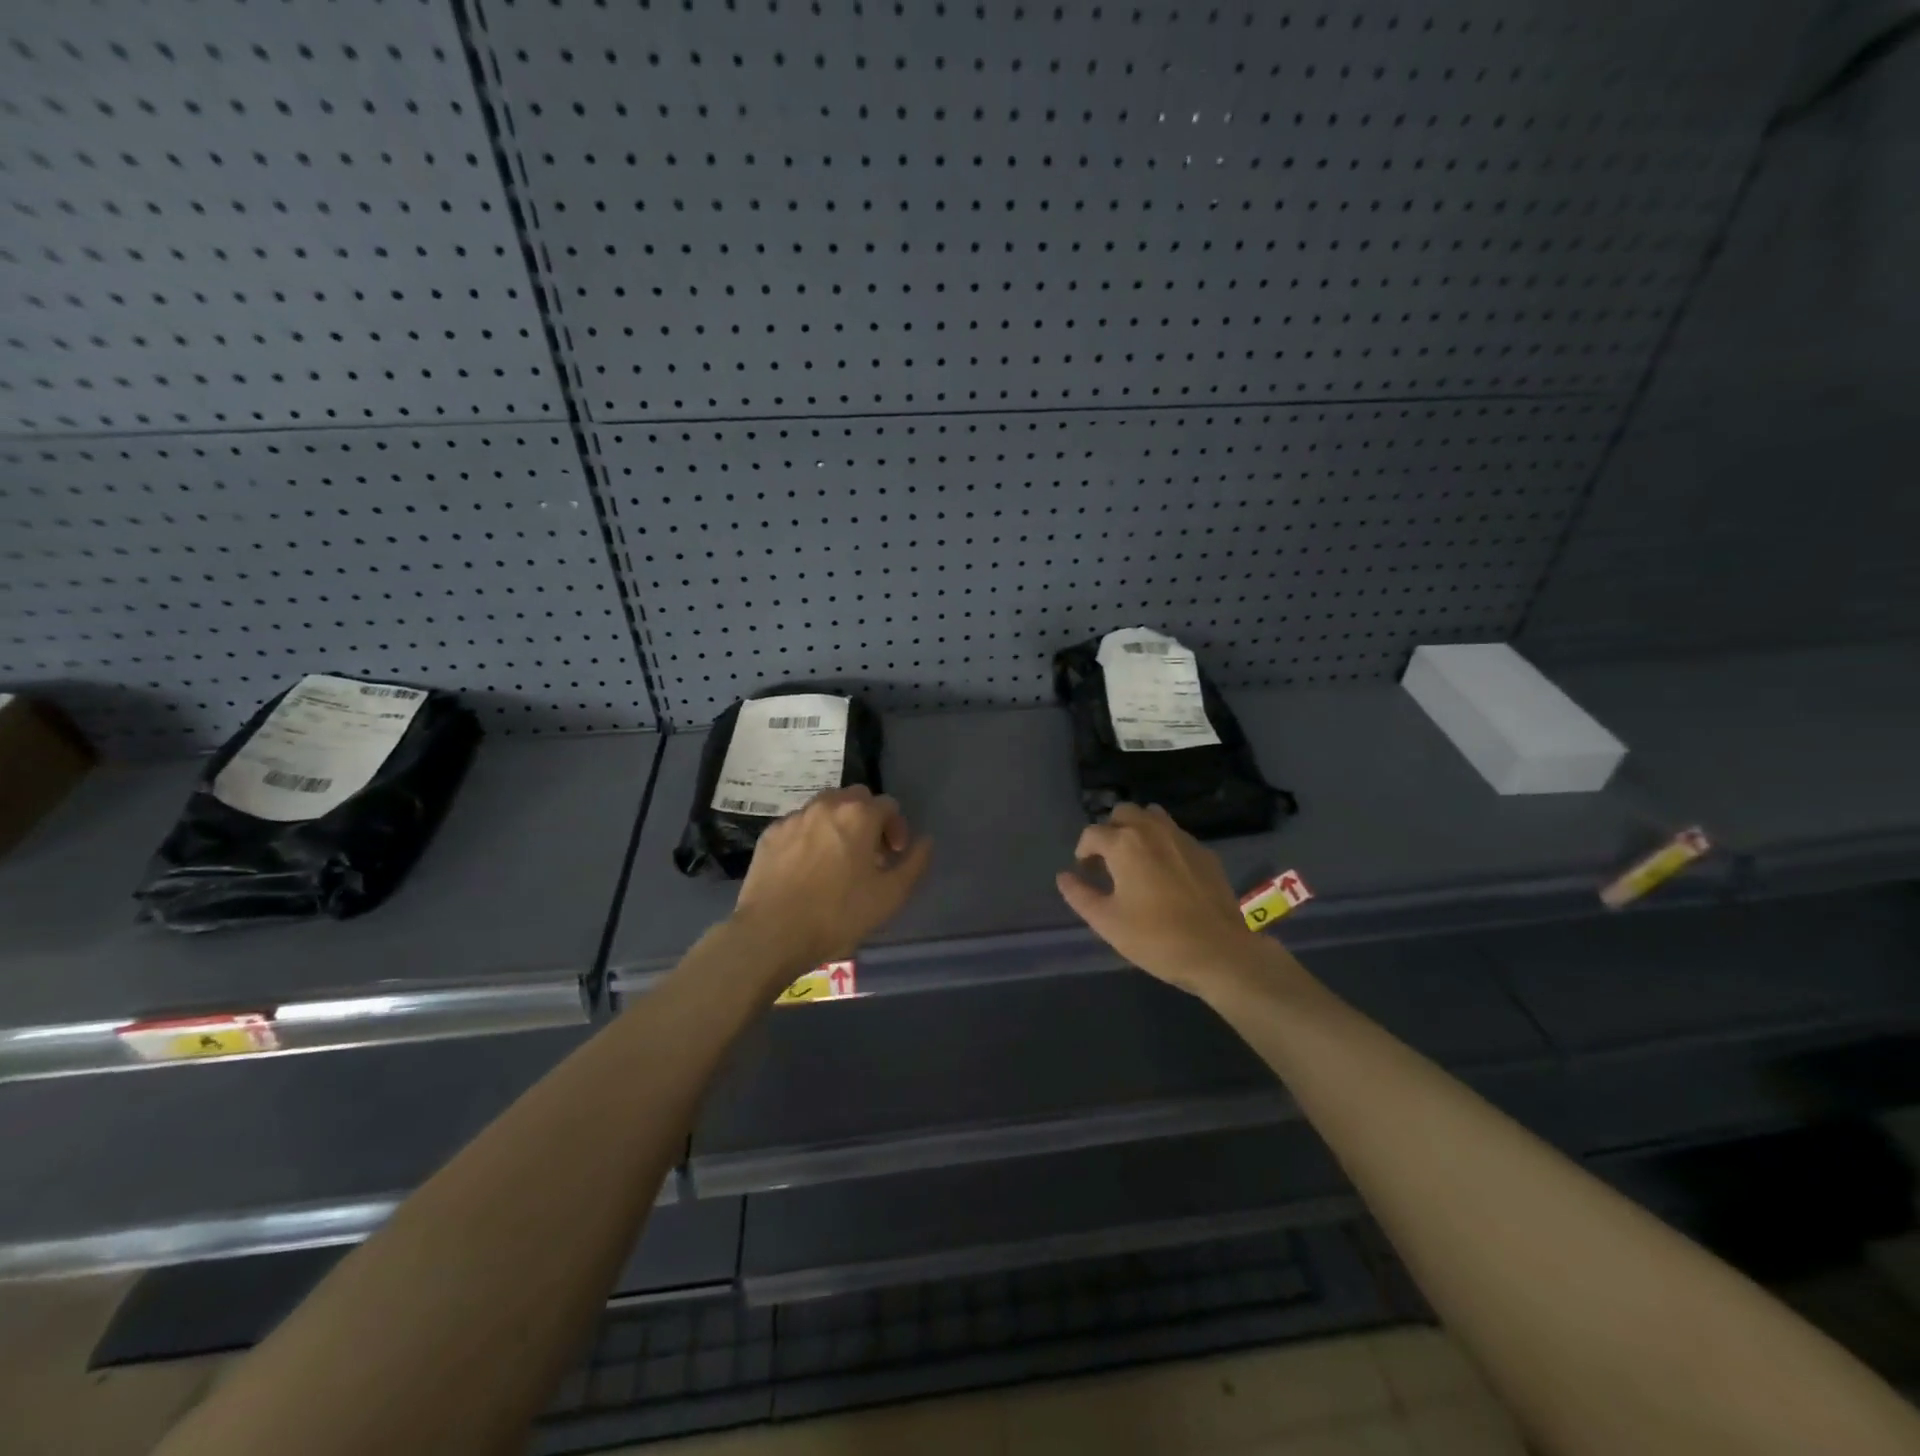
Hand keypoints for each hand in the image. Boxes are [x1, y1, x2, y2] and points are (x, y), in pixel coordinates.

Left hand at [732, 786, 932, 971]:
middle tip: (869, 852)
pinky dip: (810, 836)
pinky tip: (807, 866)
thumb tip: (925, 841)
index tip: (894, 856)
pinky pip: (799, 825)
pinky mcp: (771, 834)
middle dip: (868, 819)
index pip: (888, 805)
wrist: (772, 933)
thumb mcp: (891, 896)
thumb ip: (915, 863)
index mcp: (859, 815)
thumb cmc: (838, 915)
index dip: (897, 828)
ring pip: (825, 807)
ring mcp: (794, 817)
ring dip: (838, 824)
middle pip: (855, 798)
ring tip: (838, 857)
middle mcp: (826, 805)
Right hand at [1056, 803, 1262, 994]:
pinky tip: (1166, 873)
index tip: (1085, 872)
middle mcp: (1152, 831)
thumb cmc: (1156, 938)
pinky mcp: (1205, 853)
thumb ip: (1080, 895)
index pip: (1092, 834)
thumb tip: (1064, 876)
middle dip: (1110, 830)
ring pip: (1153, 816)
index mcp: (1124, 844)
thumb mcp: (1107, 922)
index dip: (1083, 851)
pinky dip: (1163, 843)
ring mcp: (1183, 839)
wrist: (1219, 952)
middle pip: (1124, 812)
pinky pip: (1176, 835)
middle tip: (1109, 861)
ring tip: (1136, 859)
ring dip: (1138, 829)